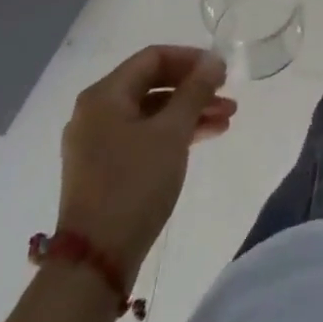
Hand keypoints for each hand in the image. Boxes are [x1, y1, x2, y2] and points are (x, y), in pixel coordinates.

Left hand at [57, 45, 235, 270]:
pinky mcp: (103, 169)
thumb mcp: (172, 132)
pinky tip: (204, 138)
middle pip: (153, 84)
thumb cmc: (134, 185)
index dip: (191, 59)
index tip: (221, 71)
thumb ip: (195, 91)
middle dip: (194, 89)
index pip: (153, 58)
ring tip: (226, 120)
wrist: (95, 263)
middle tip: (228, 96)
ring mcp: (97, 143)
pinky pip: (143, 136)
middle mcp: (95, 113)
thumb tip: (214, 60)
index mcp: (103, 96)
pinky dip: (173, 133)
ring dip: (189, 112)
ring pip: (151, 113)